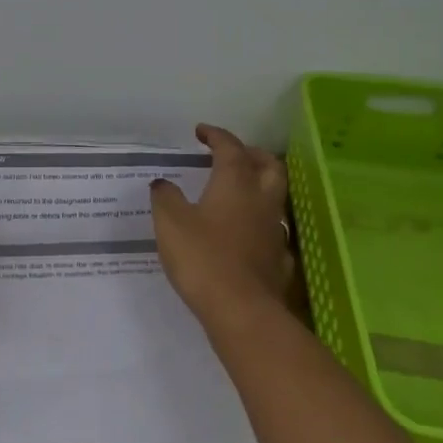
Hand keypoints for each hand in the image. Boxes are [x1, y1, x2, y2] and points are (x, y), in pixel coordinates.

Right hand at [151, 124, 297, 326]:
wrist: (242, 311)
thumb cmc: (203, 258)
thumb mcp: (170, 222)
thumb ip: (165, 197)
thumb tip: (163, 183)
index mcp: (235, 183)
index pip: (231, 147)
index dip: (216, 135)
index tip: (201, 132)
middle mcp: (261, 200)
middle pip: (268, 165)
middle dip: (251, 153)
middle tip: (232, 154)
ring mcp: (274, 230)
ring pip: (275, 196)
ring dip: (259, 186)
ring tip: (239, 190)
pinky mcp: (279, 259)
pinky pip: (273, 230)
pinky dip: (260, 222)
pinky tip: (248, 233)